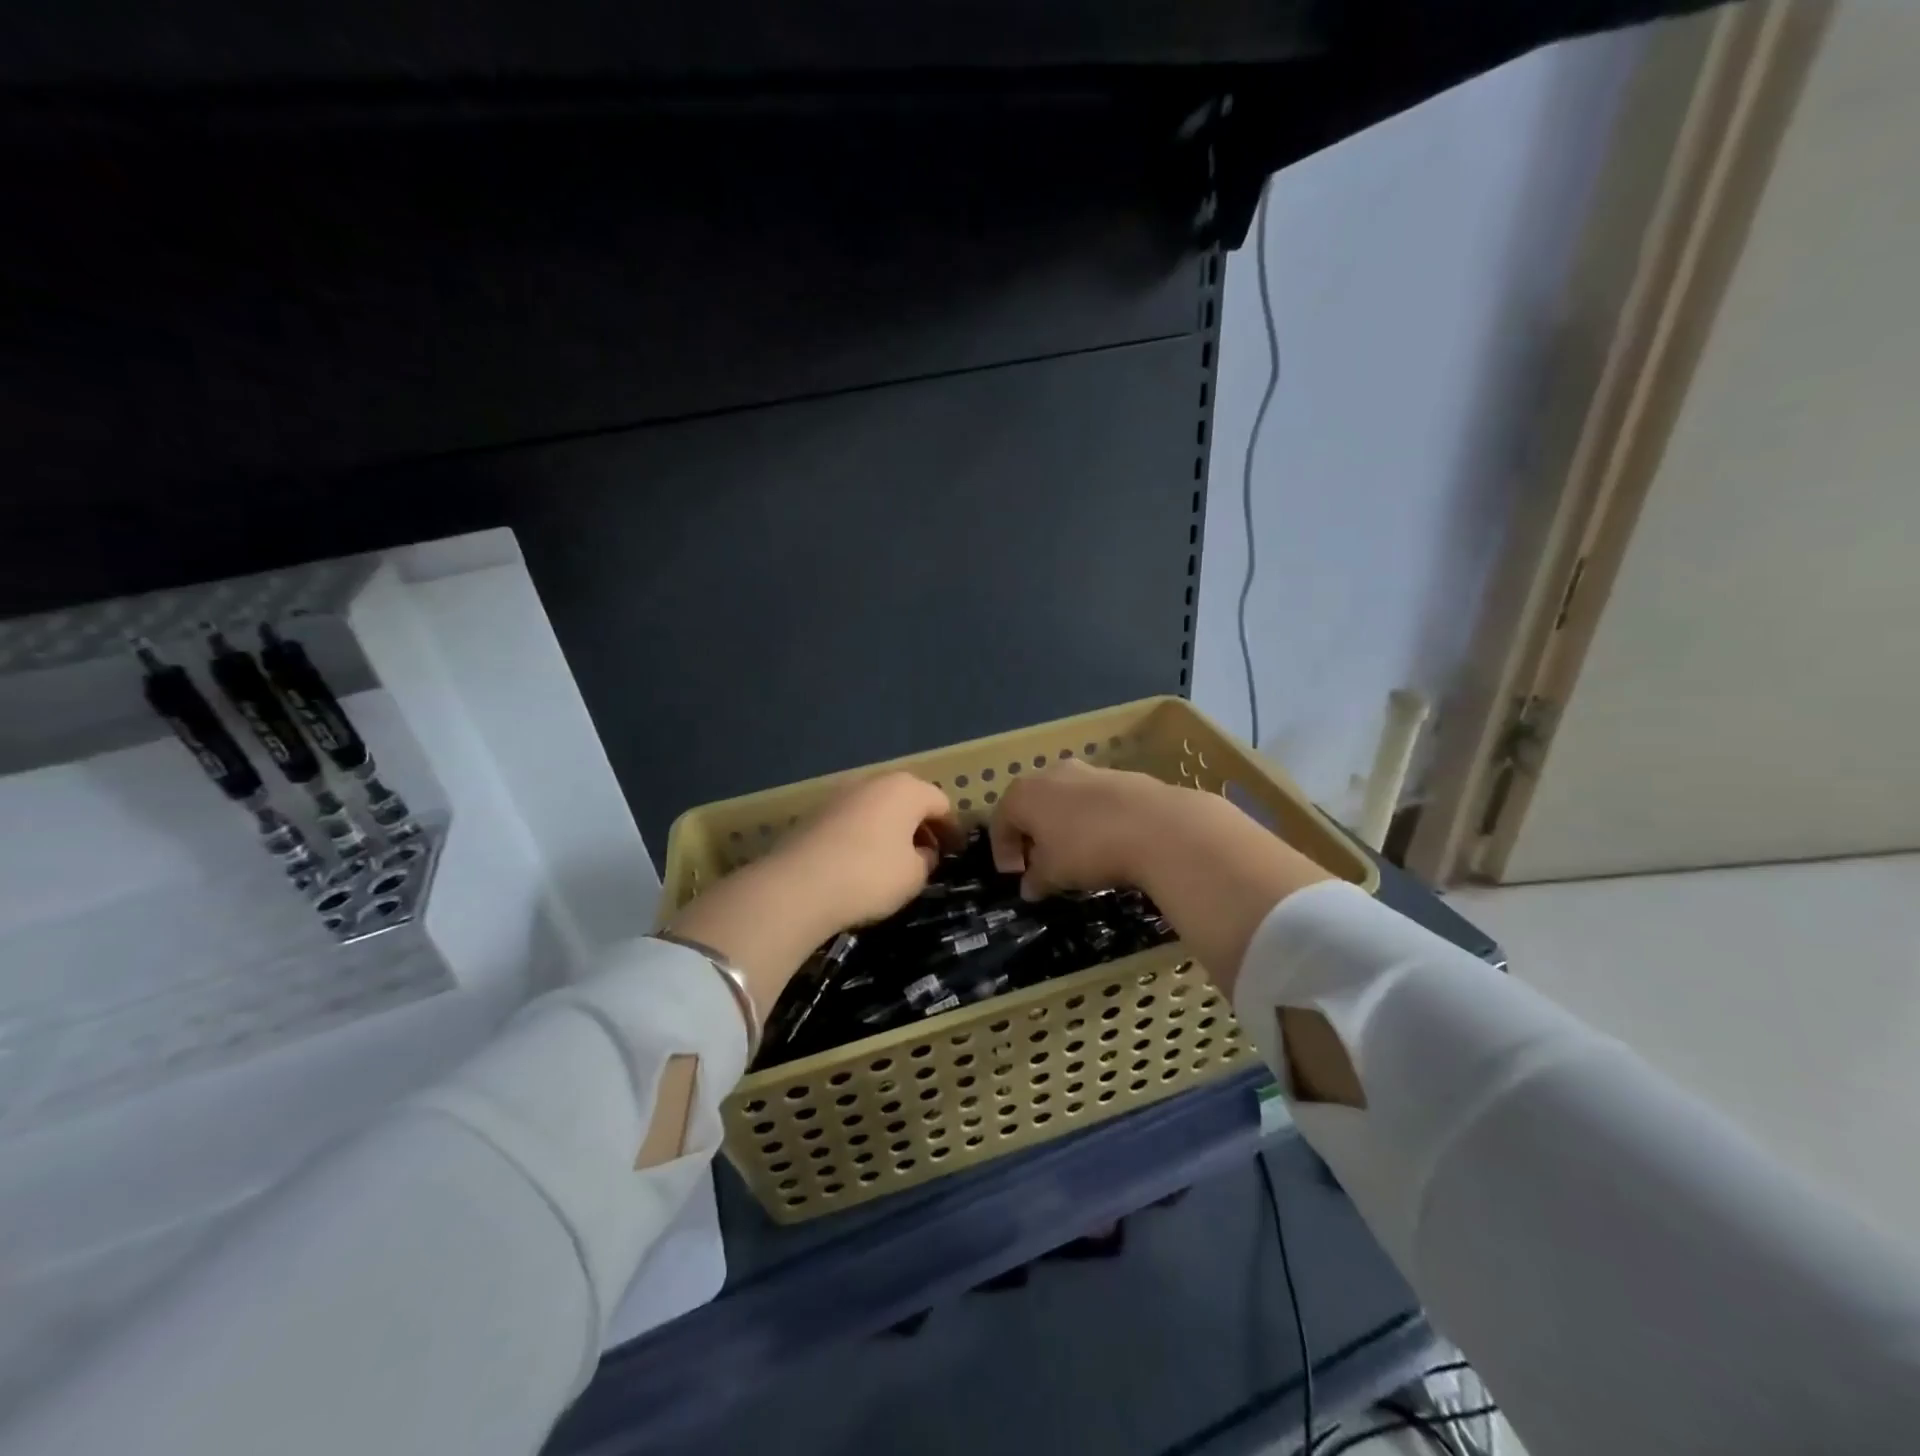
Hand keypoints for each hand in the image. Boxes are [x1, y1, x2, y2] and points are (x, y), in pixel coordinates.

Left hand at [773, 771, 964, 929]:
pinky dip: (865, 835)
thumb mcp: (914, 875)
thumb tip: (921, 851)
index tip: (956, 852)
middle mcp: (873, 781)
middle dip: (921, 825)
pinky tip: (863, 861)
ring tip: (895, 860)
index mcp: (906, 789)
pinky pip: (853, 820)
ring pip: (878, 808)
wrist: (798, 885)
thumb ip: (926, 859)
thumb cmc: (870, 875)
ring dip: (891, 829)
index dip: (952, 829)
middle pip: (908, 800)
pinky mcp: (815, 812)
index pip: (941, 803)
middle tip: (929, 854)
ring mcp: (841, 794)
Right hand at [987, 759, 1169, 898]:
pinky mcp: (1119, 775)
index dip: (1003, 851)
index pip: (1000, 821)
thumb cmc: (1088, 849)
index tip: (1015, 875)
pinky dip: (1089, 818)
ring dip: (1061, 824)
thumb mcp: (1054, 874)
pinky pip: (1092, 799)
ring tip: (1074, 853)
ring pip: (1063, 798)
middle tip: (1040, 863)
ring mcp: (1087, 770)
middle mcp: (1050, 774)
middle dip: (1031, 834)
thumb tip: (1028, 888)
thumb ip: (1036, 880)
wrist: (1157, 826)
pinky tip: (1105, 840)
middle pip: (1031, 804)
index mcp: (1024, 794)